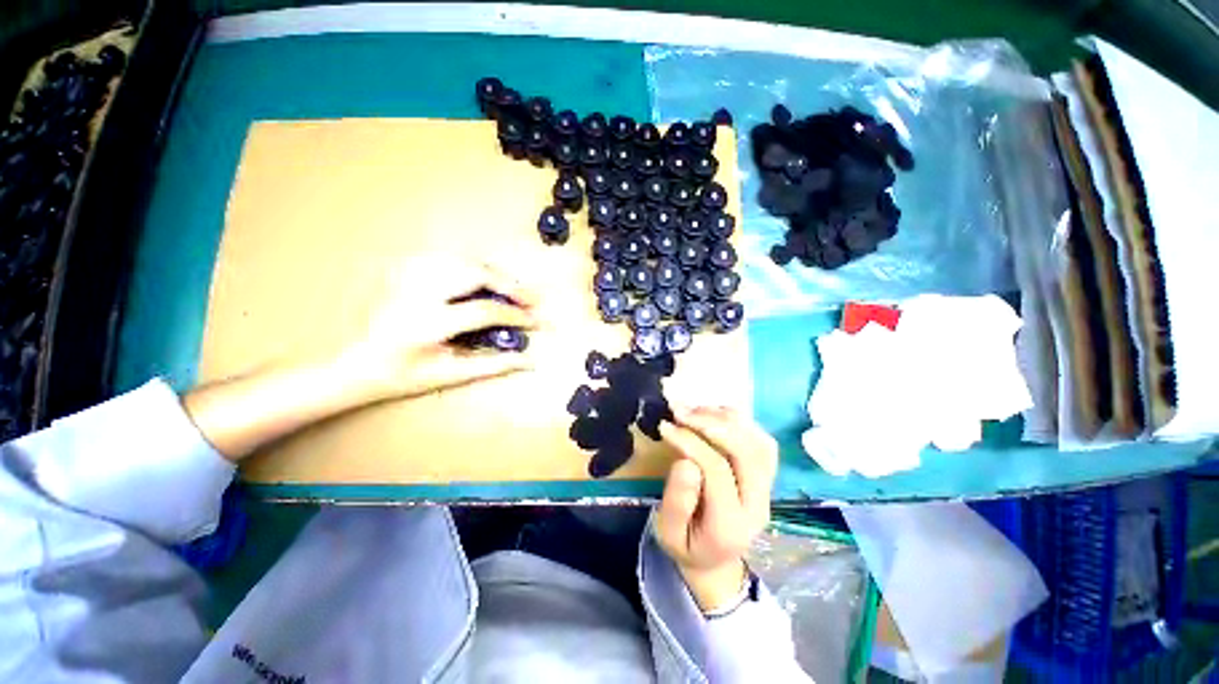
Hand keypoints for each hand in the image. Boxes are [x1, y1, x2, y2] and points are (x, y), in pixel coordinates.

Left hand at [331, 256, 540, 403]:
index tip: (536, 321)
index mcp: (426, 323)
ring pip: (462, 259)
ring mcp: (405, 275)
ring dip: (493, 273)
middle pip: (475, 272)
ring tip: (511, 289)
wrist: (347, 363)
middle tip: (531, 298)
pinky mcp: (400, 269)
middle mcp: (416, 292)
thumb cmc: (399, 376)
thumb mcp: (448, 375)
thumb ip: (493, 365)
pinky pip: (445, 258)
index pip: (485, 310)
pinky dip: (470, 267)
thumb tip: (531, 360)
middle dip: (510, 284)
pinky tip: (480, 280)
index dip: (516, 314)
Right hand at [655, 407, 777, 612]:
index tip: (665, 426)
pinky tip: (713, 415)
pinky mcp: (766, 475)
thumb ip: (676, 501)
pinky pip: (762, 440)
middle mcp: (758, 503)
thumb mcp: (668, 533)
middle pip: (747, 451)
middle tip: (680, 411)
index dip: (690, 442)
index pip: (717, 471)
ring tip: (693, 410)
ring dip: (725, 418)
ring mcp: (767, 488)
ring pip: (758, 441)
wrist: (714, 558)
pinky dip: (738, 422)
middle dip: (711, 423)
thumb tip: (685, 461)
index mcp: (731, 524)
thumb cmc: (686, 544)